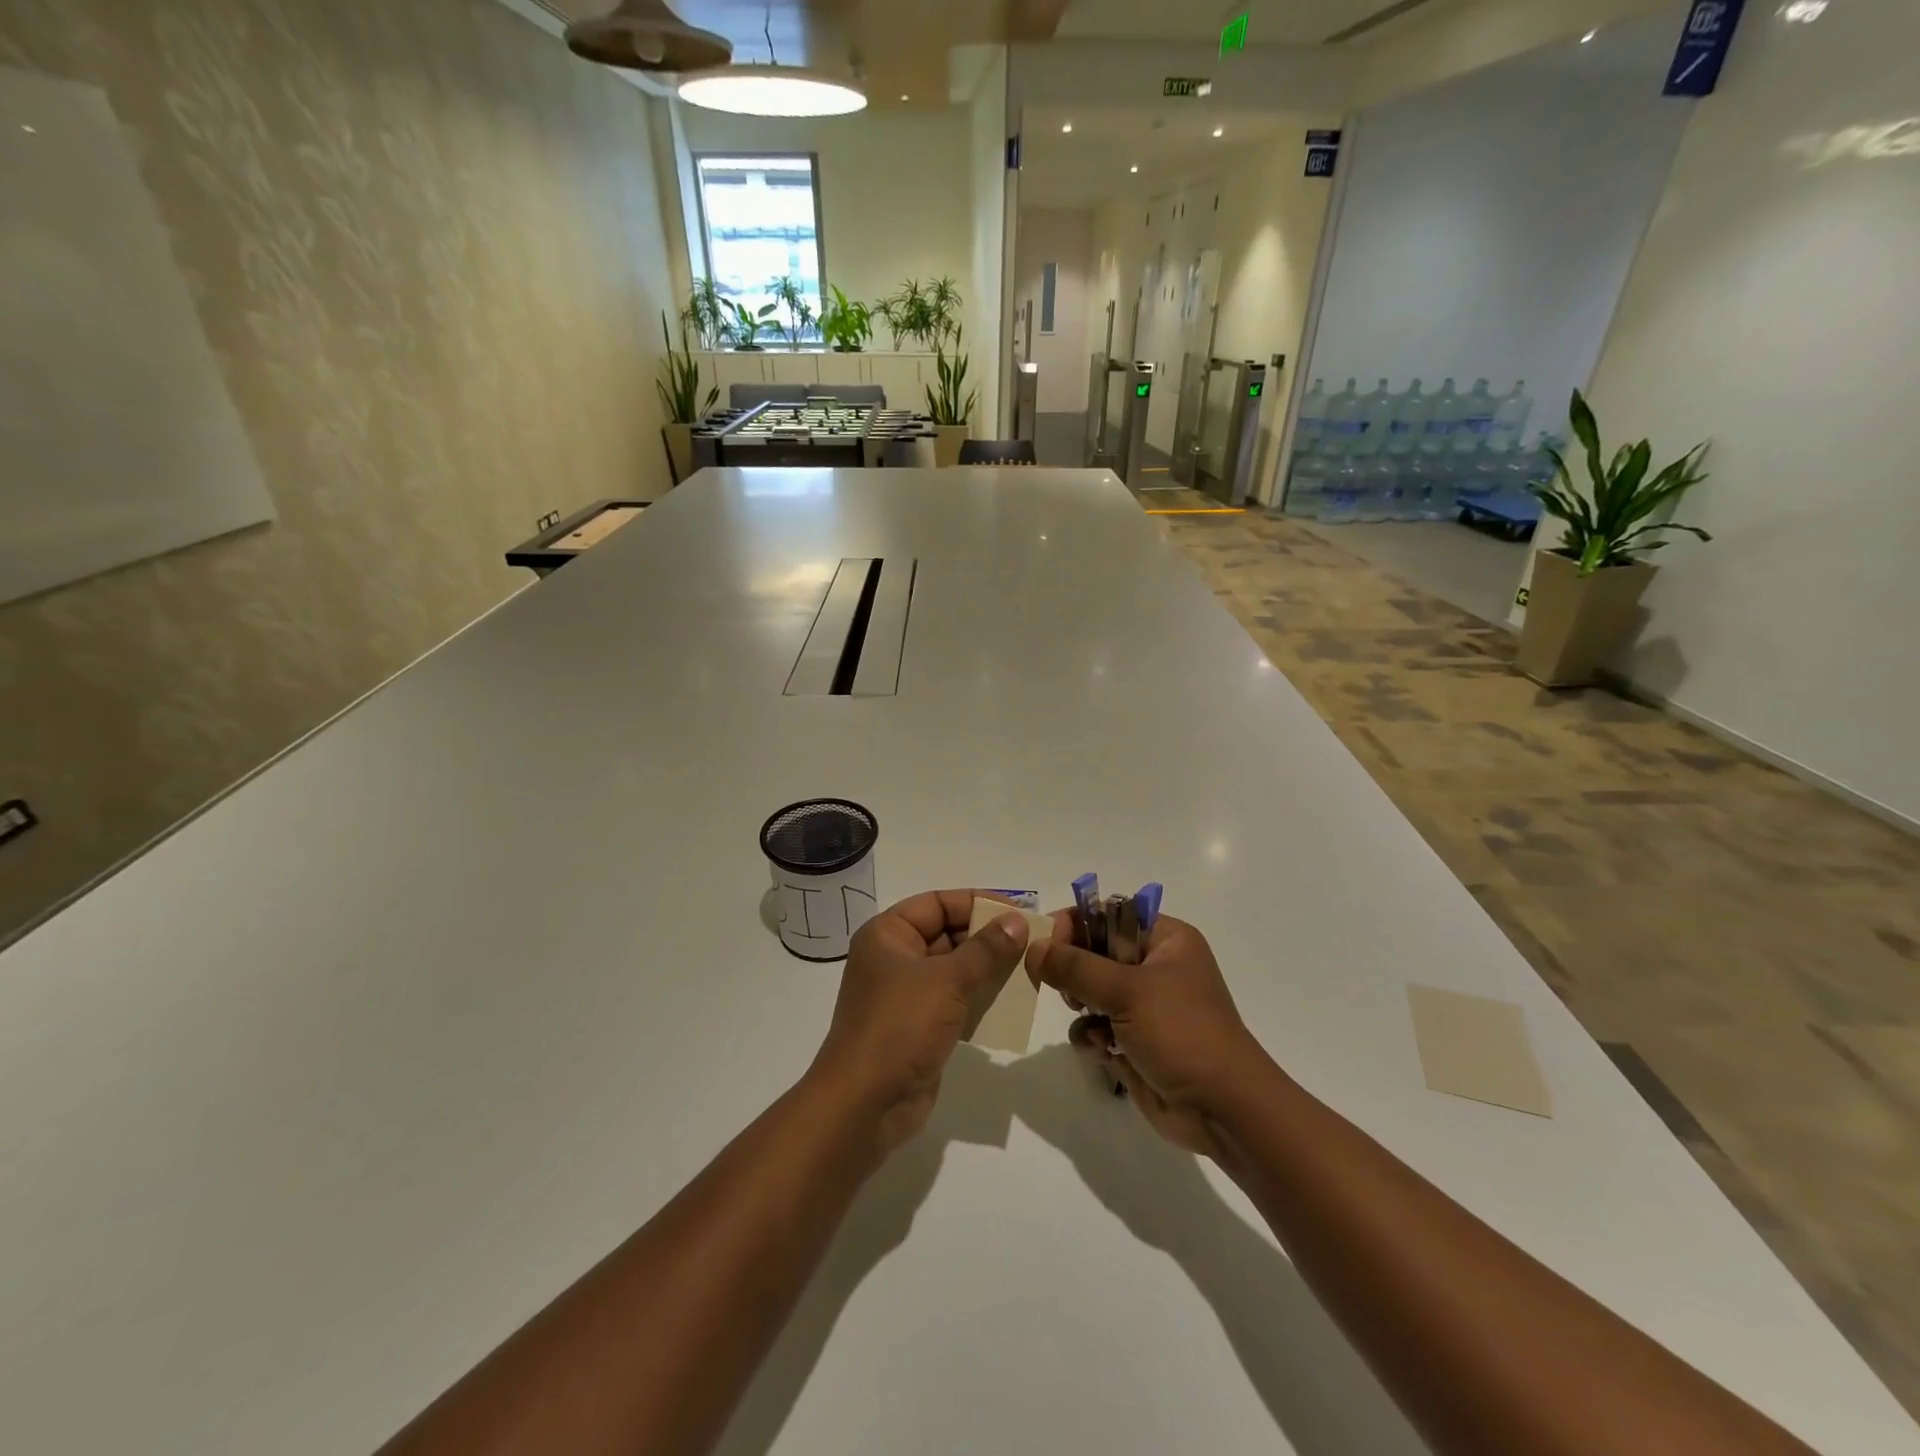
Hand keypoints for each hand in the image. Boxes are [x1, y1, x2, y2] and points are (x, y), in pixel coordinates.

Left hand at [809, 890, 1029, 1158]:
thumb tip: (1017, 921)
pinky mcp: (919, 1027)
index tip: (1018, 911)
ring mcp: (906, 995)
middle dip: (988, 938)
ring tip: (1030, 969)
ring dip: (989, 970)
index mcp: (888, 935)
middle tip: (1033, 942)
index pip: (937, 903)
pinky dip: (981, 999)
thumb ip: (986, 949)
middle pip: (947, 934)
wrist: (866, 1104)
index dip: (977, 903)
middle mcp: (894, 958)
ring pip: (954, 969)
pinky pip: (955, 1001)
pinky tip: (1013, 1002)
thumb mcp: (947, 980)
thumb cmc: (900, 1026)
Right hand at [1026, 914, 1273, 1159]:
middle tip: (1065, 987)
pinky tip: (1100, 1050)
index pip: (1108, 914)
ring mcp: (1144, 1006)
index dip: (1076, 925)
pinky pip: (1095, 1026)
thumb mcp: (1127, 991)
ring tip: (1085, 1018)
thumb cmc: (1181, 1033)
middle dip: (1074, 970)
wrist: (1223, 1110)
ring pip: (1090, 990)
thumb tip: (1033, 947)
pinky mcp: (1134, 1041)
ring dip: (1081, 1005)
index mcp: (1166, 939)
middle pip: (1094, 952)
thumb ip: (1075, 966)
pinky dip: (1091, 1036)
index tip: (1048, 945)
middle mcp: (1155, 966)